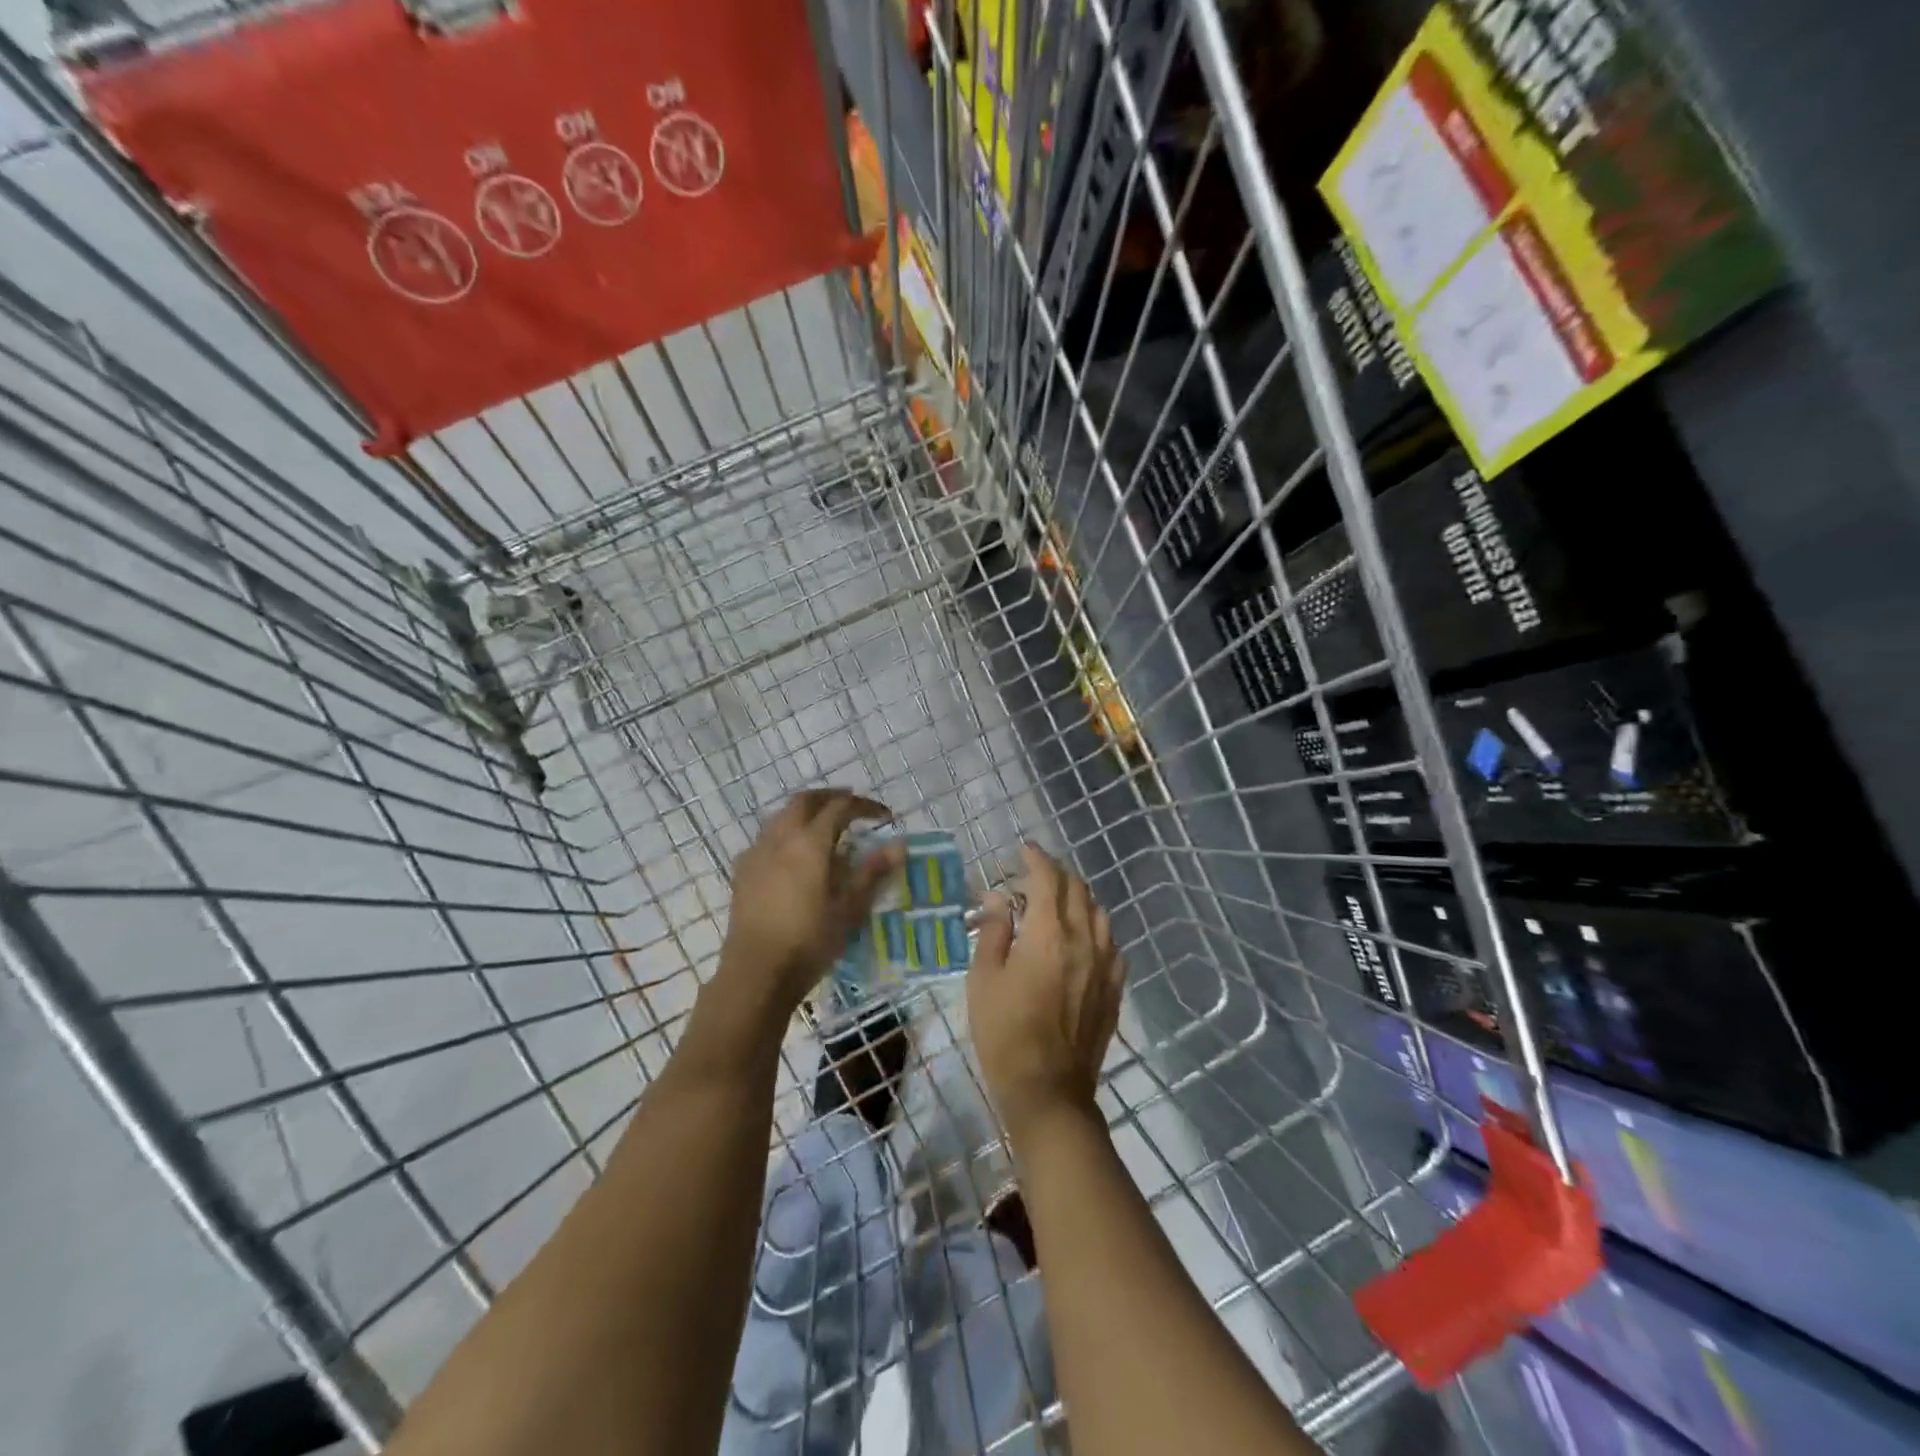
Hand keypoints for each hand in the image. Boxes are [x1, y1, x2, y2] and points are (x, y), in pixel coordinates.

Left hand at [715, 790, 902, 1018]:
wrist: (756, 972)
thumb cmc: (810, 940)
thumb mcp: (850, 909)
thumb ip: (872, 872)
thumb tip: (899, 844)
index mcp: (809, 842)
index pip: (840, 807)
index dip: (864, 806)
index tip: (884, 815)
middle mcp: (780, 837)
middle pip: (805, 801)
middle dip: (831, 797)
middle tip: (852, 805)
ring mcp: (757, 852)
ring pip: (782, 815)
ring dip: (805, 811)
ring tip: (824, 825)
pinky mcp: (742, 871)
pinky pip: (767, 837)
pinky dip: (786, 831)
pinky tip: (793, 854)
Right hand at [969, 844, 1121, 1140]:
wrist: (1048, 1090)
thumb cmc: (1005, 1033)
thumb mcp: (984, 979)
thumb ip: (994, 931)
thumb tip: (999, 898)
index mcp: (1049, 934)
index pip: (1048, 879)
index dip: (1037, 859)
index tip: (1025, 850)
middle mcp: (1084, 940)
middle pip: (1078, 890)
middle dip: (1057, 875)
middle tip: (1034, 876)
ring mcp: (1105, 964)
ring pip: (1099, 913)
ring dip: (1078, 899)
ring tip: (1057, 905)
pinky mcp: (1114, 988)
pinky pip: (1111, 943)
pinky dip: (1095, 928)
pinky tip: (1081, 939)